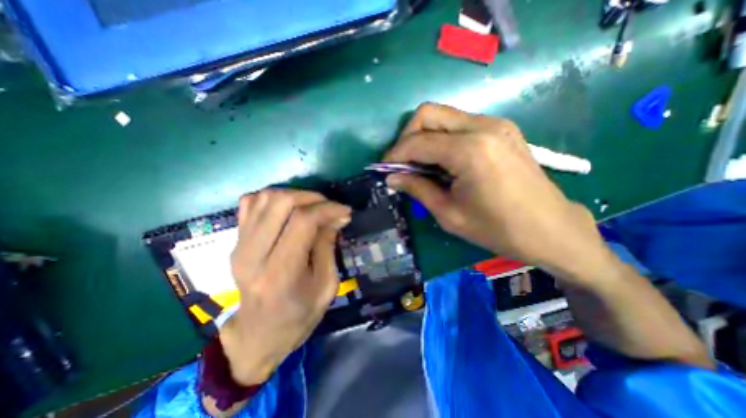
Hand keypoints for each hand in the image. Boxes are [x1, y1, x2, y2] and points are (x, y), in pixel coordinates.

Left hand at [220, 189, 350, 384]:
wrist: (259, 333)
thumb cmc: (299, 315)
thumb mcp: (326, 285)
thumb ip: (328, 245)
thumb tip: (337, 216)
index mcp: (281, 273)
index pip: (303, 221)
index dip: (328, 209)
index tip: (345, 211)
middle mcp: (254, 255)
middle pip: (281, 202)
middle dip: (312, 197)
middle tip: (329, 207)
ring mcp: (239, 246)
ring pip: (265, 198)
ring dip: (294, 195)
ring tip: (312, 207)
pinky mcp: (235, 242)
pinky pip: (250, 203)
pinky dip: (273, 198)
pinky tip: (288, 210)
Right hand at [384, 102, 611, 282]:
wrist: (549, 228)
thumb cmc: (497, 228)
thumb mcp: (449, 213)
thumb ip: (417, 188)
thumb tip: (391, 177)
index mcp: (469, 150)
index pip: (417, 142)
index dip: (395, 155)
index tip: (385, 170)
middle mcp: (482, 126)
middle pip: (428, 113)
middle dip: (407, 136)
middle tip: (402, 163)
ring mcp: (495, 124)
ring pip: (443, 116)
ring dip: (424, 137)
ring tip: (421, 164)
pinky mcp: (501, 129)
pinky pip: (459, 124)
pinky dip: (442, 138)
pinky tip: (443, 161)